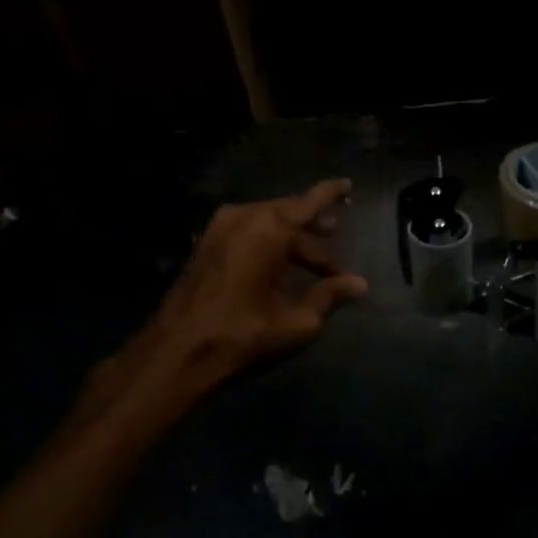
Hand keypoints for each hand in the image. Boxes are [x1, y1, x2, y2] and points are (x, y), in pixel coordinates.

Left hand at [147, 179, 368, 389]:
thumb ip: (329, 296)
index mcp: (270, 229)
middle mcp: (244, 218)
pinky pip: (247, 232)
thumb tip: (360, 284)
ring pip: (267, 223)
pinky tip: (280, 266)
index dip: (331, 193)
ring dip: (291, 238)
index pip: (310, 202)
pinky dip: (268, 242)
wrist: (178, 353)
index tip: (348, 185)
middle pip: (289, 214)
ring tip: (312, 257)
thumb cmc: (243, 336)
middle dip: (314, 230)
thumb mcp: (298, 322)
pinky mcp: (205, 246)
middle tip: (335, 244)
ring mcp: (219, 229)